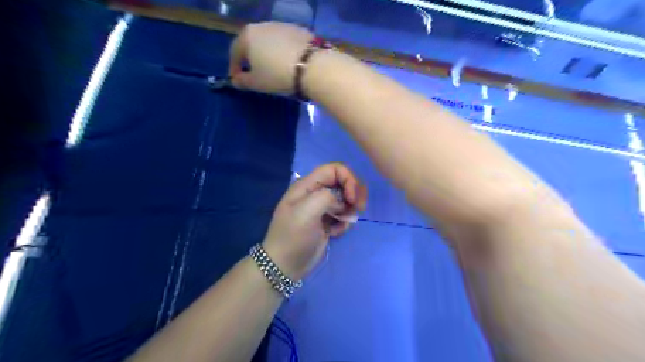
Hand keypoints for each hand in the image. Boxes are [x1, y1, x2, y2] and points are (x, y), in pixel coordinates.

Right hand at [229, 21, 314, 94]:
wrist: (312, 67)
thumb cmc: (278, 75)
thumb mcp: (257, 83)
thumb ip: (243, 81)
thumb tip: (235, 80)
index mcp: (247, 36)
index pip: (235, 51)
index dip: (234, 67)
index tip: (237, 79)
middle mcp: (263, 25)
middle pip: (252, 42)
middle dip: (251, 58)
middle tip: (254, 72)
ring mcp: (282, 25)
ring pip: (269, 40)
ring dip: (268, 53)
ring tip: (273, 67)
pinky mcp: (299, 30)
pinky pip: (285, 42)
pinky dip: (283, 51)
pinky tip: (289, 62)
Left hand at [262, 163, 367, 279]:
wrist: (284, 266)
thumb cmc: (293, 237)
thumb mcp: (306, 212)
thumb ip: (326, 197)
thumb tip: (340, 202)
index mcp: (307, 185)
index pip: (335, 169)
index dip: (348, 179)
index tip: (353, 198)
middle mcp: (315, 193)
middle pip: (343, 181)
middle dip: (354, 193)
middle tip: (359, 208)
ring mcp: (321, 208)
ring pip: (346, 199)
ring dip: (350, 211)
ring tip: (342, 225)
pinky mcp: (326, 222)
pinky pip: (343, 216)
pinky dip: (344, 223)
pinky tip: (334, 233)